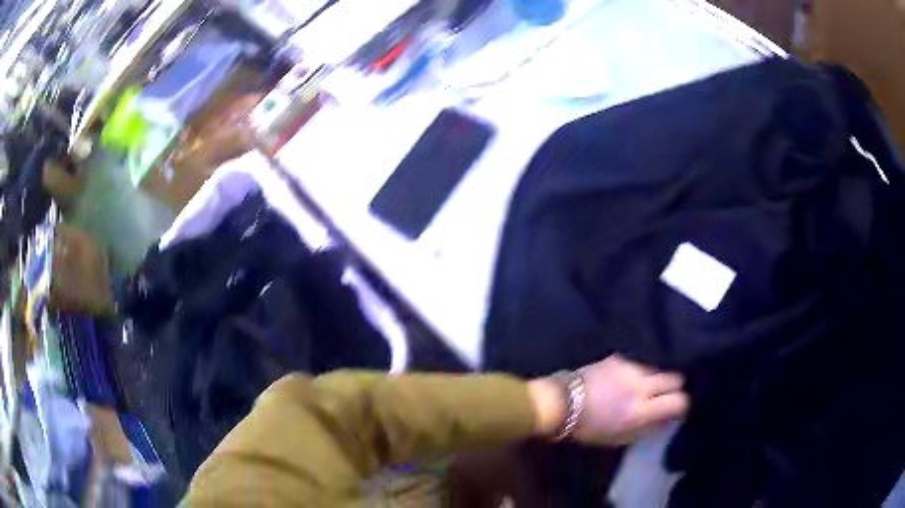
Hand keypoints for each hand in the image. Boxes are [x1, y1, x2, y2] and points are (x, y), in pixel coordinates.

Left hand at [529, 355, 688, 444]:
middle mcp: (640, 386)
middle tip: (670, 392)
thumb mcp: (620, 438)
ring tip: (658, 380)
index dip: (683, 405)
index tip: (679, 407)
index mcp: (640, 411)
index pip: (678, 401)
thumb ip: (648, 427)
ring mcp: (631, 367)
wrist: (562, 402)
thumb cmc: (590, 427)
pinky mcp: (621, 355)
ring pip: (662, 364)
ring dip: (663, 373)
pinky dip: (649, 365)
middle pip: (676, 377)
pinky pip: (645, 357)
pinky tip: (644, 370)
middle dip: (677, 385)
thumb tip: (669, 416)